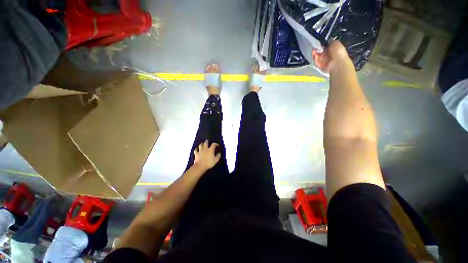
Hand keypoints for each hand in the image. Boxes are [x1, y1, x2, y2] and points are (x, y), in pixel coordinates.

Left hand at [193, 140, 220, 170]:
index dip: (215, 144)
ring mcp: (200, 151)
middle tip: (207, 140)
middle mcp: (205, 149)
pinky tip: (197, 148)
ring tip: (202, 143)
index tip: (217, 145)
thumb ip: (218, 156)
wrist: (200, 166)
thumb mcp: (216, 160)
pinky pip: (196, 150)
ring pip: (200, 145)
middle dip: (207, 141)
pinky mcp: (196, 154)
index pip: (213, 145)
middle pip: (206, 143)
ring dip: (201, 143)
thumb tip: (219, 153)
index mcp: (210, 150)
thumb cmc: (209, 163)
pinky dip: (196, 149)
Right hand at [312, 40, 350, 72]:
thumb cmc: (338, 52)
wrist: (337, 63)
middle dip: (316, 51)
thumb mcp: (335, 43)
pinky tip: (315, 57)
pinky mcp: (321, 67)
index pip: (324, 48)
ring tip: (313, 52)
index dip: (320, 46)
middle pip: (320, 53)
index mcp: (332, 50)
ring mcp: (324, 62)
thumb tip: (327, 41)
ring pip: (318, 58)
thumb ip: (330, 41)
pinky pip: (317, 63)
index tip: (317, 44)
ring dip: (315, 55)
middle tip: (314, 49)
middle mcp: (328, 56)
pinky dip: (315, 60)